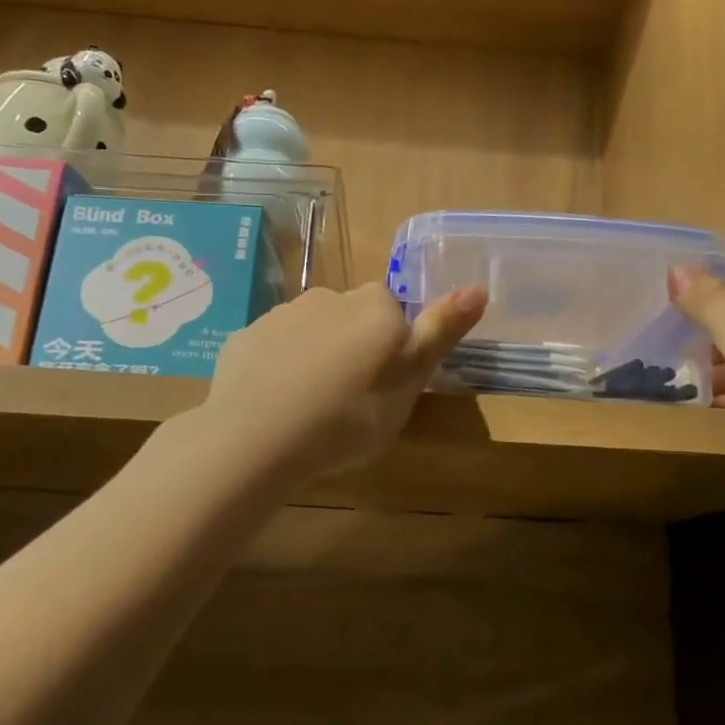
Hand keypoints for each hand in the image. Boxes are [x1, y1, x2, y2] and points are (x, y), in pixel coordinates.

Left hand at [205, 282, 486, 481]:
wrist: (257, 438)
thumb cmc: (350, 415)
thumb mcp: (410, 381)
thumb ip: (441, 331)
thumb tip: (480, 287)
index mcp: (374, 305)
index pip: (393, 312)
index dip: (393, 349)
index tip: (385, 387)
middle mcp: (328, 297)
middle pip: (351, 318)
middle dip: (354, 348)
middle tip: (352, 402)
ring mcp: (281, 315)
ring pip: (311, 332)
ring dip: (316, 357)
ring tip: (312, 409)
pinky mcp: (244, 338)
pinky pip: (273, 349)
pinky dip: (279, 369)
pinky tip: (276, 406)